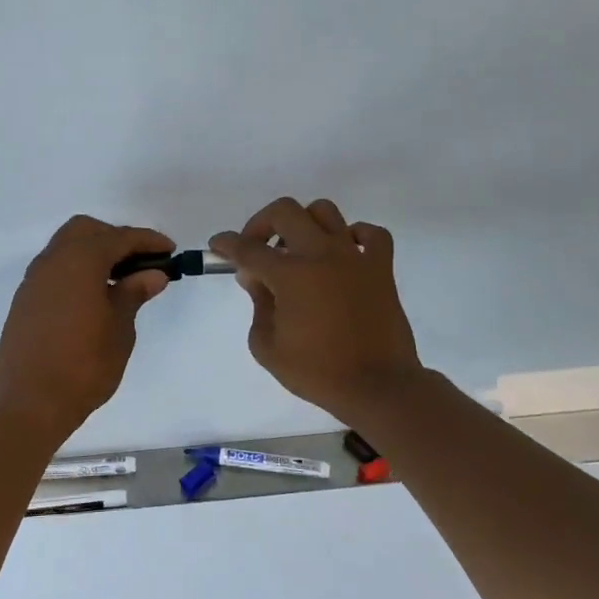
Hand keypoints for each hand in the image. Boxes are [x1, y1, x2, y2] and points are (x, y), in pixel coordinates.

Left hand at [0, 216, 173, 435]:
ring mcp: (34, 281)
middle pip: (86, 231)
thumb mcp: (119, 328)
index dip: (147, 241)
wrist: (28, 403)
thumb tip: (152, 274)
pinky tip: (94, 297)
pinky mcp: (25, 301)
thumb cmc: (83, 365)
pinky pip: (55, 270)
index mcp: (79, 261)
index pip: (119, 238)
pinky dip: (77, 271)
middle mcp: (52, 261)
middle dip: (115, 239)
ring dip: (94, 254)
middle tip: (141, 263)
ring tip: (120, 282)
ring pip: (66, 248)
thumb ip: (133, 294)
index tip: (170, 251)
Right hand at [209, 197, 423, 423]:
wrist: (377, 387)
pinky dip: (353, 235)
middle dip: (261, 224)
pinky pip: (370, 233)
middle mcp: (321, 254)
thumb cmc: (317, 372)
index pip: (248, 248)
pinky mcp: (381, 267)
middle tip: (256, 248)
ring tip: (297, 250)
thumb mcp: (268, 347)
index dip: (226, 244)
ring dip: (303, 224)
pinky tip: (342, 253)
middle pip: (284, 212)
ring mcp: (354, 257)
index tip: (217, 245)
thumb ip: (257, 306)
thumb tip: (257, 279)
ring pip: (324, 211)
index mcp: (290, 275)